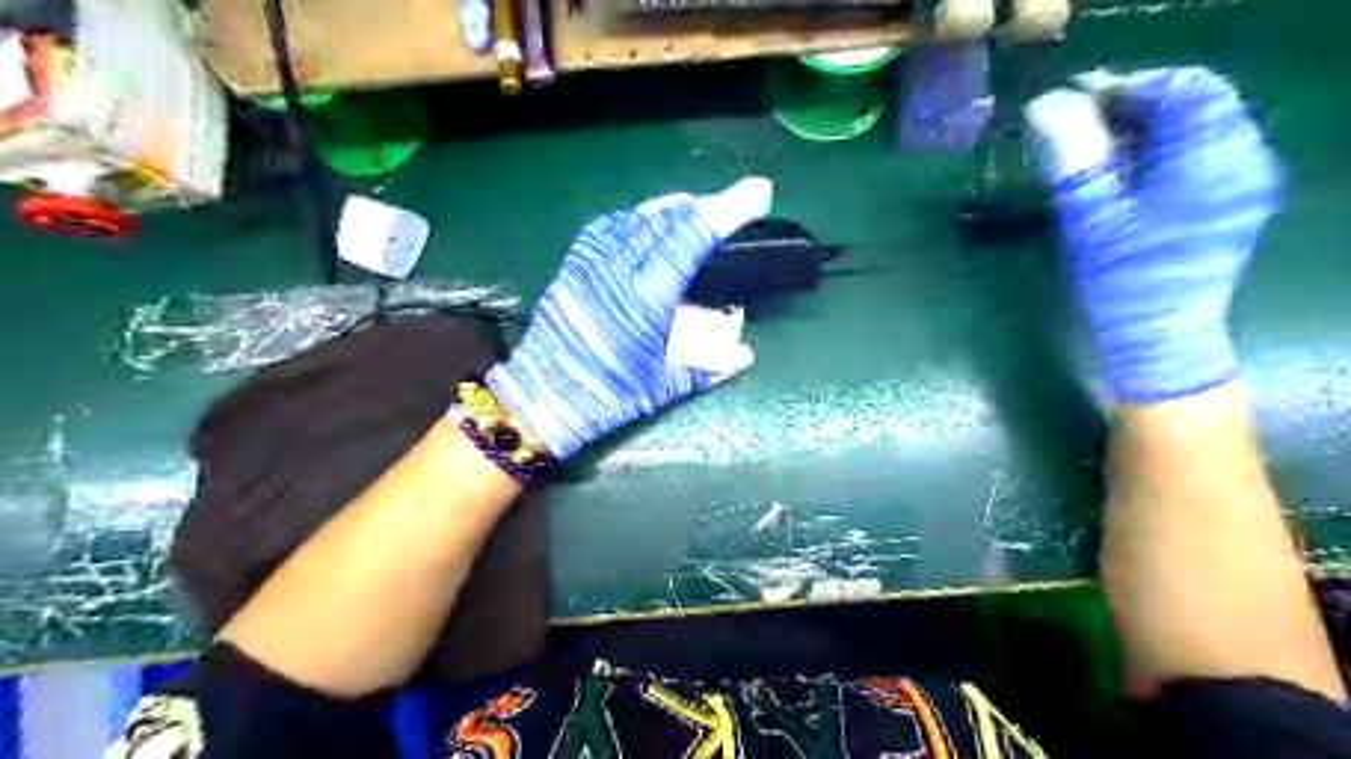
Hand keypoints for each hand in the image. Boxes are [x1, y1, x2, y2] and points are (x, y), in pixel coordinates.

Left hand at [486, 181, 763, 458]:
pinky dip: (632, 219)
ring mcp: (589, 268)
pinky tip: (643, 224)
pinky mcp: (571, 271)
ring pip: (633, 219)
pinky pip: (604, 230)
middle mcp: (616, 274)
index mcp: (645, 301)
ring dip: (668, 209)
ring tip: (692, 209)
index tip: (756, 192)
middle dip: (703, 206)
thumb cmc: (606, 398)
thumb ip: (708, 367)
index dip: (725, 211)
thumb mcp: (662, 387)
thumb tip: (746, 354)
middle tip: (728, 206)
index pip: (690, 240)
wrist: (542, 401)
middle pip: (664, 221)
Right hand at [1032, 66, 1279, 400]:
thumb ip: (1074, 156)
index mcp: (1211, 161)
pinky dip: (1159, 148)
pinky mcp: (1231, 200)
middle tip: (1079, 122)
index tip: (1075, 99)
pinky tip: (1121, 169)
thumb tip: (1047, 105)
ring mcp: (1241, 181)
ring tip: (1093, 145)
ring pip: (1198, 126)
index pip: (1184, 89)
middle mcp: (1240, 160)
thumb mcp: (1091, 218)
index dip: (1129, 85)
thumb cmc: (1123, 284)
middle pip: (1196, 103)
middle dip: (1135, 103)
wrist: (1159, 340)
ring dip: (1145, 125)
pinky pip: (1200, 151)